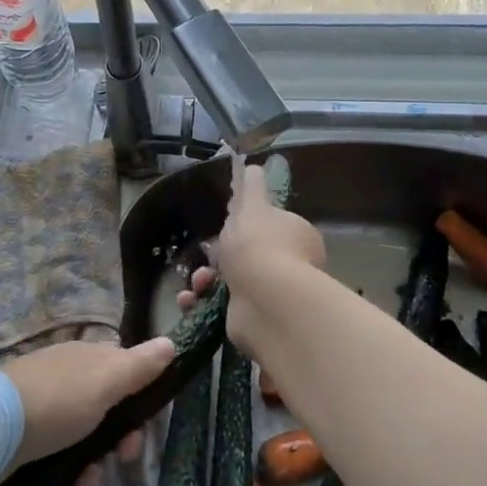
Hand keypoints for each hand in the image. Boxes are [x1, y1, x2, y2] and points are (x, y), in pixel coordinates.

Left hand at [0, 336, 174, 485]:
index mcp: (88, 360)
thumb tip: (171, 343)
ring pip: (85, 442)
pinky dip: (67, 478)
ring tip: (83, 484)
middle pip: (108, 414)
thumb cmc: (58, 402)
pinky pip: (60, 462)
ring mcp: (46, 410)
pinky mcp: (28, 441)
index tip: (143, 429)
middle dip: (118, 443)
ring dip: (92, 468)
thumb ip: (140, 367)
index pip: (126, 375)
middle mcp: (69, 380)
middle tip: (118, 461)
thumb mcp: (106, 382)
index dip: (140, 404)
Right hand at [177, 161, 325, 351]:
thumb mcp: (251, 205)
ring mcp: (272, 296)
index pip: (269, 227)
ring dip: (206, 280)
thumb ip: (250, 186)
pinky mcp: (254, 319)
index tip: (225, 226)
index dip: (245, 226)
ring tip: (198, 283)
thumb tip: (252, 166)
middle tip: (206, 257)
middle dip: (219, 256)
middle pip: (247, 255)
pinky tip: (190, 299)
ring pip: (231, 282)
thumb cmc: (259, 245)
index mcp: (296, 236)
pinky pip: (223, 307)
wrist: (265, 302)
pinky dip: (203, 302)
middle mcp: (290, 266)